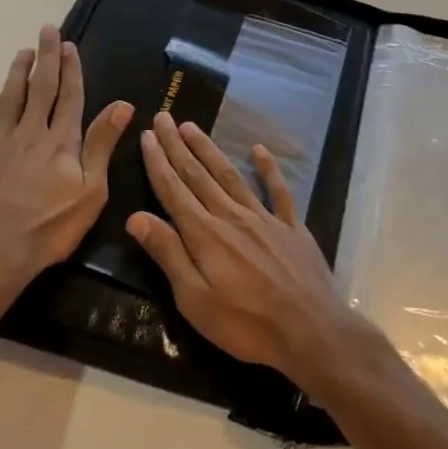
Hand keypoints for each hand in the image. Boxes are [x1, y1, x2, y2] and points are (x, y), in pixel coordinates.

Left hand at [0, 24, 133, 304]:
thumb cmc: (48, 227)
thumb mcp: (91, 191)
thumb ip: (103, 145)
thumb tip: (123, 104)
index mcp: (61, 142)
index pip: (69, 97)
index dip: (71, 70)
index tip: (69, 45)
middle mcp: (29, 133)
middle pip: (40, 88)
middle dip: (45, 58)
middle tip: (46, 29)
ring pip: (8, 98)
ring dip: (17, 72)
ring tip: (22, 51)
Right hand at [126, 111, 367, 394]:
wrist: (311, 331)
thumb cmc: (246, 324)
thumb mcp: (195, 300)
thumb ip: (168, 255)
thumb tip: (135, 217)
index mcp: (205, 235)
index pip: (174, 191)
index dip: (158, 163)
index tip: (146, 136)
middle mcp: (232, 217)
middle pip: (199, 175)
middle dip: (177, 146)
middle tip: (163, 117)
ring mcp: (265, 219)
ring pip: (231, 176)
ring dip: (210, 150)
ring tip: (193, 127)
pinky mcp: (292, 227)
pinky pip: (277, 191)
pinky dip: (268, 169)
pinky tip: (259, 150)